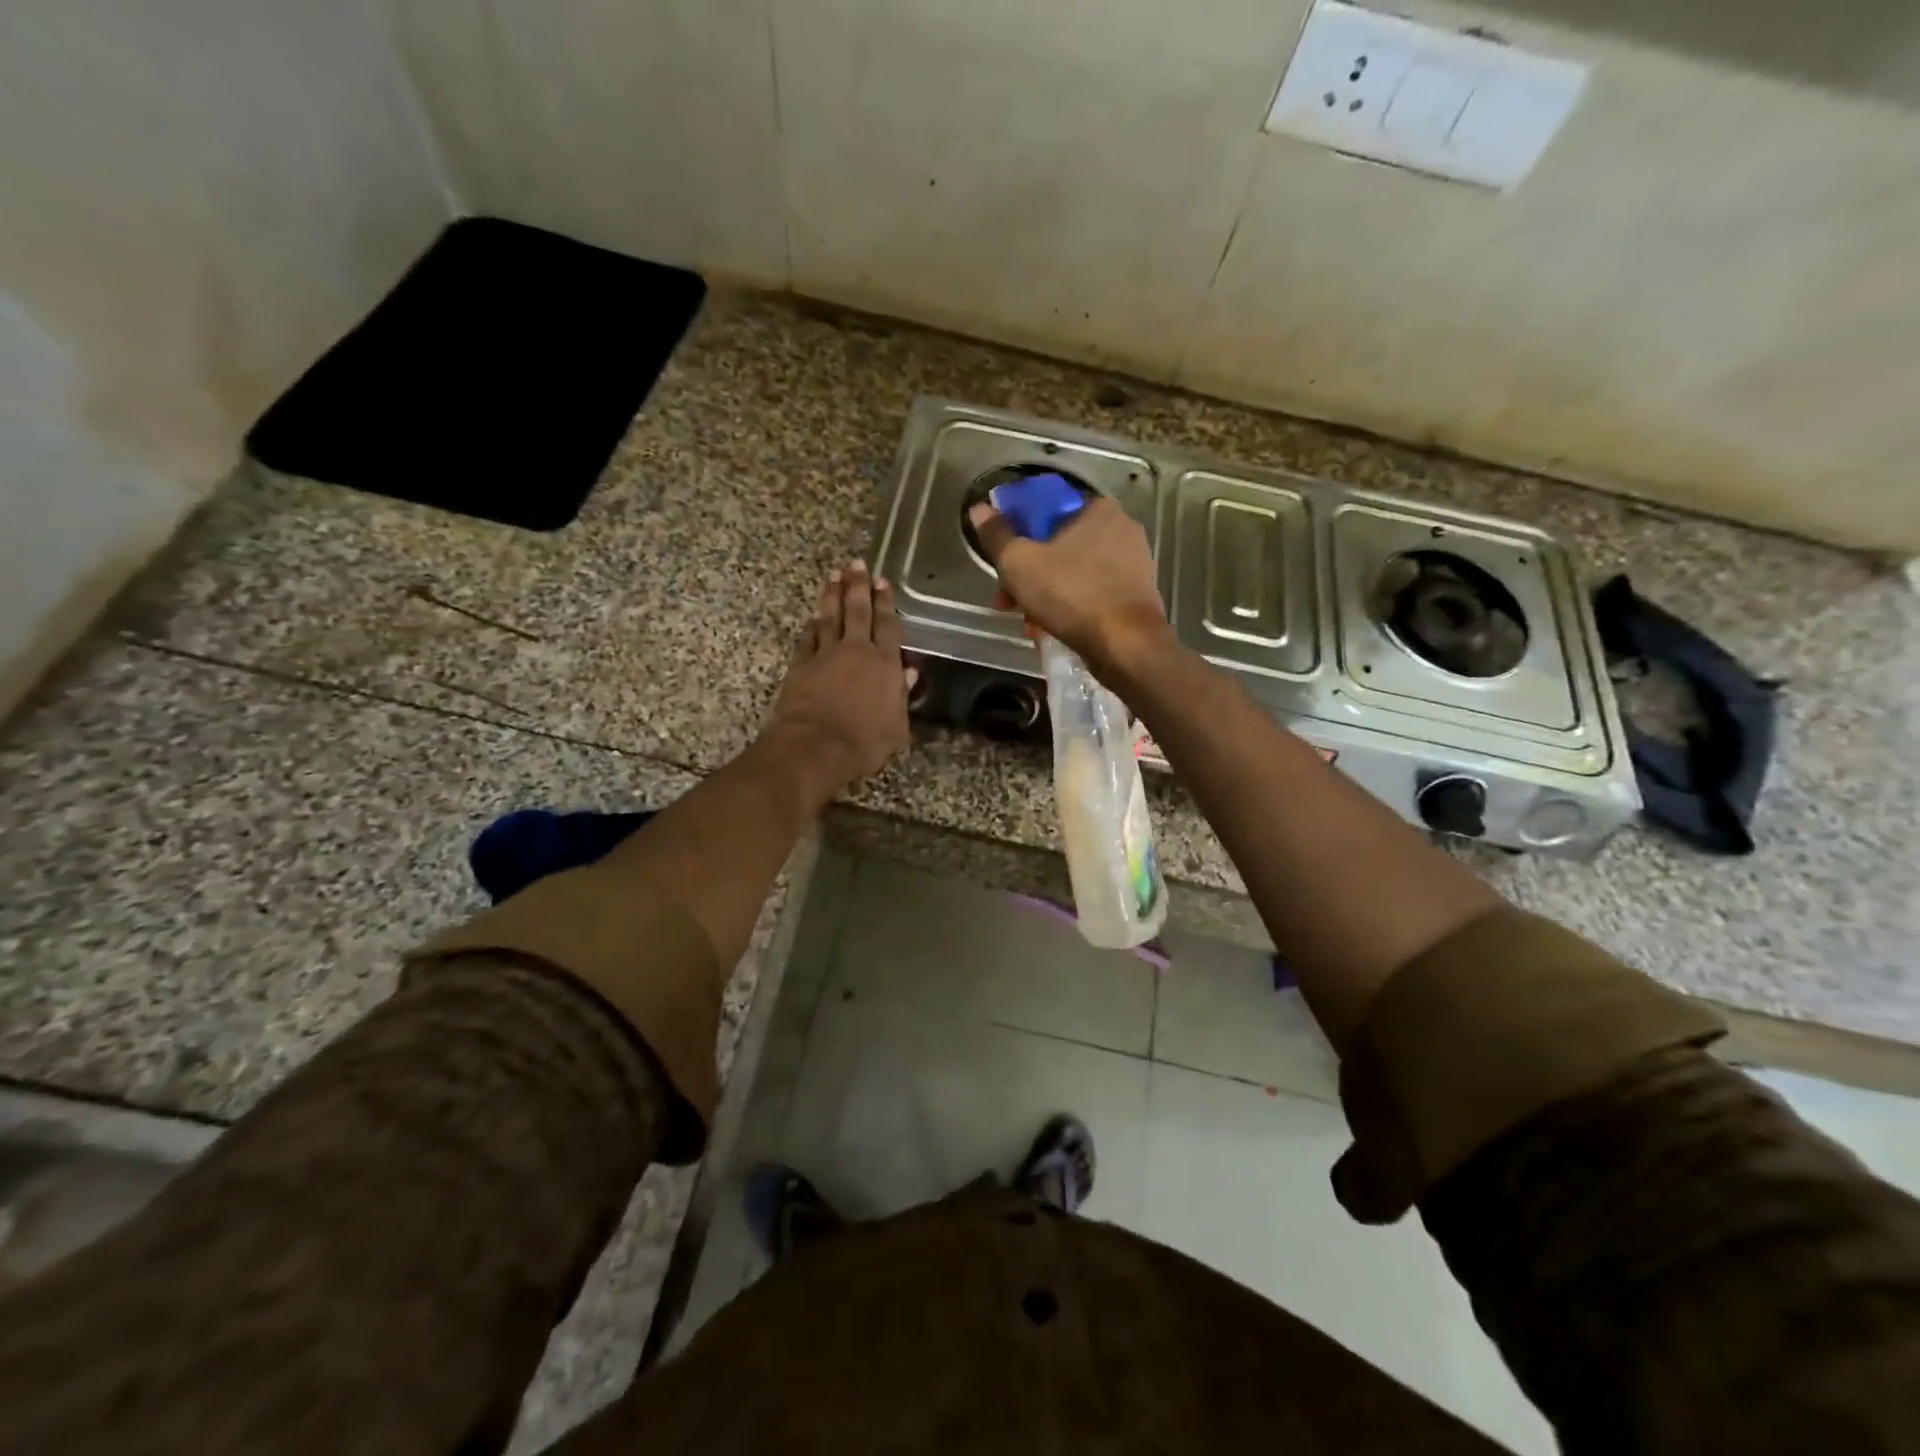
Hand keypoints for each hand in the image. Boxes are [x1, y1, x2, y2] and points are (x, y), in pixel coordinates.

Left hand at [766, 559, 913, 788]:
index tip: (882, 581)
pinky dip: (812, 625)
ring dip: (833, 595)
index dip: (885, 602)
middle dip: (858, 586)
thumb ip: (902, 696)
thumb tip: (909, 673)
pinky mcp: (801, 665)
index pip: (887, 626)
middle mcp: (856, 652)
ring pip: (830, 617)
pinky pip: (808, 638)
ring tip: (834, 575)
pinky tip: (813, 617)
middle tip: (857, 564)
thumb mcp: (896, 727)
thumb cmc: (863, 743)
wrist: (815, 748)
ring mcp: (825, 656)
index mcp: (885, 665)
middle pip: (858, 612)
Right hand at [967, 496, 1171, 673]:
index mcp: (1097, 508)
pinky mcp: (1137, 593)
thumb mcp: (1019, 563)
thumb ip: (997, 535)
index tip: (1002, 563)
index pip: (1046, 510)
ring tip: (1028, 623)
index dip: (1017, 534)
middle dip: (1028, 574)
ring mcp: (1133, 562)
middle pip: (1058, 545)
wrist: (1126, 645)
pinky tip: (1053, 628)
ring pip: (1074, 572)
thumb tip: (979, 509)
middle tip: (1007, 601)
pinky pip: (1092, 592)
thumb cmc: (1071, 594)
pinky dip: (1070, 606)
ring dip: (1046, 594)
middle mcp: (1121, 528)